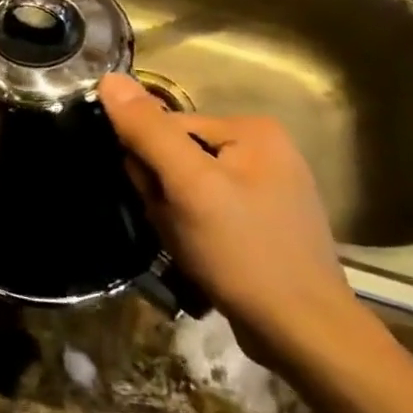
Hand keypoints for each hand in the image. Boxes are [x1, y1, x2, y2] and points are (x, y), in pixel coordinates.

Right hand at [98, 74, 359, 362]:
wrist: (303, 334)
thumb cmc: (244, 252)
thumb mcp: (189, 186)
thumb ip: (148, 130)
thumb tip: (110, 79)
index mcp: (251, 129)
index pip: (166, 126)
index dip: (148, 164)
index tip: (157, 201)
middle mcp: (264, 149)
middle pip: (177, 154)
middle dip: (163, 190)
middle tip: (176, 226)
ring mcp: (267, 187)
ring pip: (187, 186)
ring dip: (173, 213)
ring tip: (189, 244)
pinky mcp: (263, 221)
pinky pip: (207, 209)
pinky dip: (192, 229)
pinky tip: (203, 254)